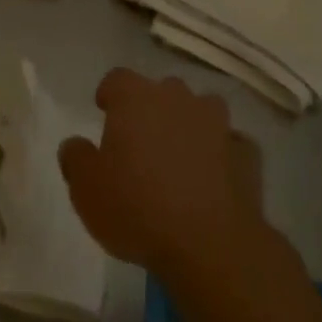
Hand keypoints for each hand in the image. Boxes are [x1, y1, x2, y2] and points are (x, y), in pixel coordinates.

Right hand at [58, 69, 268, 282]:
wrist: (210, 243)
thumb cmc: (138, 209)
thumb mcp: (87, 191)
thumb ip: (76, 159)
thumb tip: (75, 144)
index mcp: (136, 98)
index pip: (117, 79)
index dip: (110, 94)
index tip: (105, 112)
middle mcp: (177, 97)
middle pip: (162, 91)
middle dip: (152, 110)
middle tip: (143, 143)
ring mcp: (217, 122)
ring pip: (201, 110)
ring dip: (191, 126)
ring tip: (182, 157)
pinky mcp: (246, 152)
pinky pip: (230, 144)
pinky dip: (222, 155)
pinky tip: (215, 179)